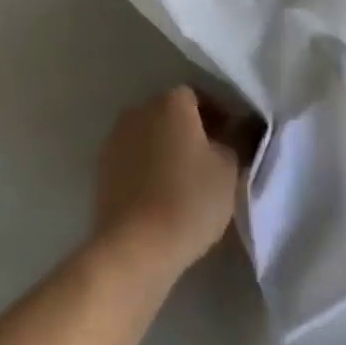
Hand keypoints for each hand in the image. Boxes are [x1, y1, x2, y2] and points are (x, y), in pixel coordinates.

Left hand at [91, 88, 242, 285]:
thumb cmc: (189, 200)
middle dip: (192, 131)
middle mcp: (141, 108)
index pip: (200, 97)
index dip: (219, 117)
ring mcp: (117, 137)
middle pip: (173, 113)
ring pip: (152, 135)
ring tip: (186, 182)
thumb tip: (242, 127)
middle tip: (212, 162)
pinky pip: (135, 159)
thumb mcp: (229, 170)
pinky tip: (161, 195)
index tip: (232, 141)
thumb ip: (238, 140)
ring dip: (168, 149)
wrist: (134, 247)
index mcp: (172, 100)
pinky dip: (149, 169)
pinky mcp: (103, 167)